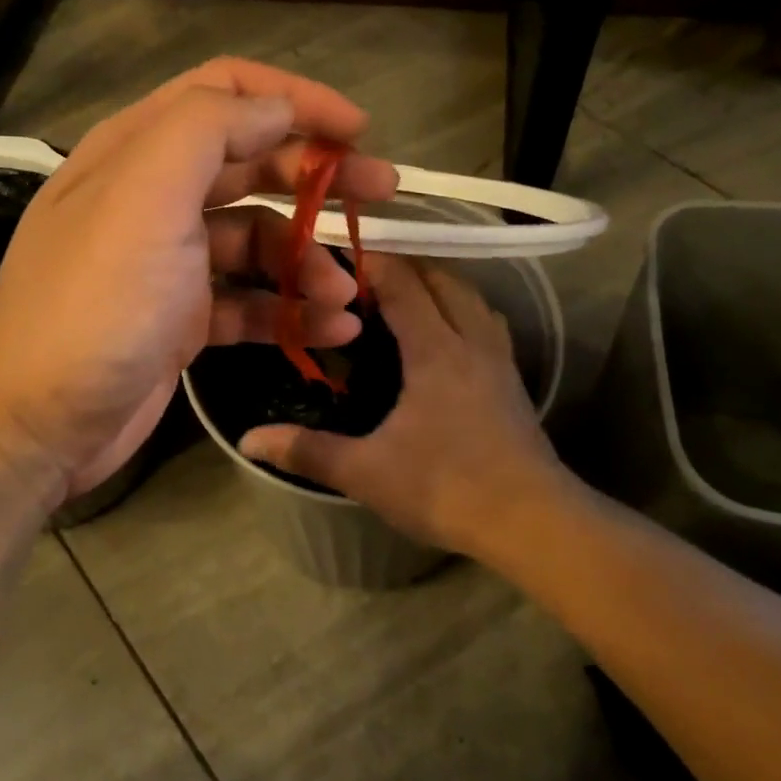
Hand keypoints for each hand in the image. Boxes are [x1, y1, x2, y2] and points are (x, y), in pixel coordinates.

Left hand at [0, 58, 397, 499]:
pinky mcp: (183, 320)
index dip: (294, 98)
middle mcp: (155, 197)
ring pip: (258, 239)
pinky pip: (251, 301)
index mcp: (140, 151)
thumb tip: (276, 108)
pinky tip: (332, 331)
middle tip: (383, 196)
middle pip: (252, 164)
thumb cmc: (96, 301)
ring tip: (348, 295)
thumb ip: (209, 130)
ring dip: (308, 260)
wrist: (36, 423)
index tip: (357, 128)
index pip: (226, 93)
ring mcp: (170, 262)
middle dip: (320, 176)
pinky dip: (292, 311)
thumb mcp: (146, 195)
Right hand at [238, 254, 572, 555]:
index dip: (371, 263)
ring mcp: (498, 359)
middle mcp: (470, 340)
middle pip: (441, 279)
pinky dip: (461, 311)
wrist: (533, 522)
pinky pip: (486, 323)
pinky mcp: (513, 381)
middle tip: (360, 280)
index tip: (336, 258)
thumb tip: (247, 440)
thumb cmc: (446, 488)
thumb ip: (307, 451)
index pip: (403, 283)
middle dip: (403, 267)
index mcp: (435, 349)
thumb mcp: (366, 472)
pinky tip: (446, 335)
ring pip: (470, 298)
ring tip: (401, 297)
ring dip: (437, 285)